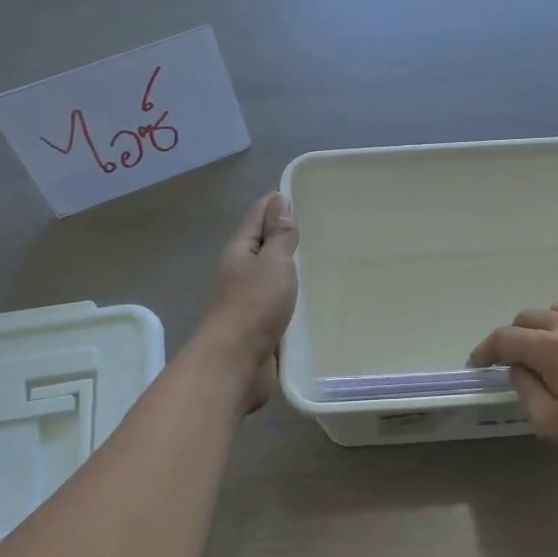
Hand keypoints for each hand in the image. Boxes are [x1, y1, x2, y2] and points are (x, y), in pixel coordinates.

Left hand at [199, 192, 298, 413]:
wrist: (235, 363)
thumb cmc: (253, 306)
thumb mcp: (273, 263)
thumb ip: (280, 236)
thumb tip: (279, 200)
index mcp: (239, 252)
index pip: (257, 217)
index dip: (275, 203)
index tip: (299, 193)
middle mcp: (240, 274)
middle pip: (263, 247)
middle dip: (286, 236)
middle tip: (320, 227)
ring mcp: (249, 303)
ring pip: (273, 278)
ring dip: (291, 270)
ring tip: (323, 261)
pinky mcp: (261, 328)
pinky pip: (281, 305)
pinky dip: (295, 298)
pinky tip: (315, 300)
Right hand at [469, 305, 557, 491]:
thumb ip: (528, 392)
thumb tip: (518, 369)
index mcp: (553, 348)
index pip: (505, 338)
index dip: (484, 350)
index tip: (476, 366)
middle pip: (530, 318)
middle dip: (513, 338)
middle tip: (510, 365)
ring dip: (544, 329)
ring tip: (547, 355)